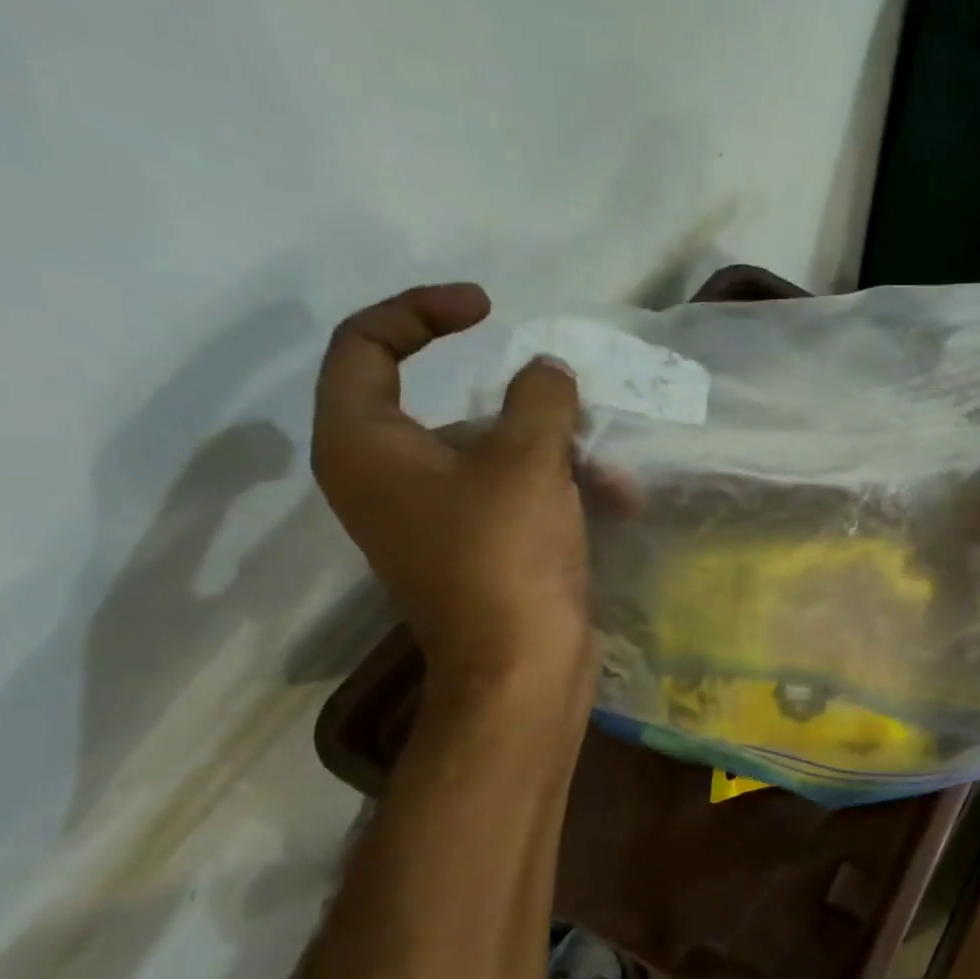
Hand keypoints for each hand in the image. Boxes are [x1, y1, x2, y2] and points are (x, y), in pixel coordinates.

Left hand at [312, 283, 594, 715]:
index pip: (367, 344)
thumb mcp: (528, 459)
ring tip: (613, 477)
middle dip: (526, 409)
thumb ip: (539, 396)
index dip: (422, 311)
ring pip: (493, 455)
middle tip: (575, 410)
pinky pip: (510, 495)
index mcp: (364, 444)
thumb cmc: (507, 556)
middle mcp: (384, 477)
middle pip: (450, 407)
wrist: (520, 670)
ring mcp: (430, 518)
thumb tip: (547, 373)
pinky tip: (615, 503)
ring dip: (557, 455)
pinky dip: (556, 491)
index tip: (488, 309)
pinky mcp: (472, 549)